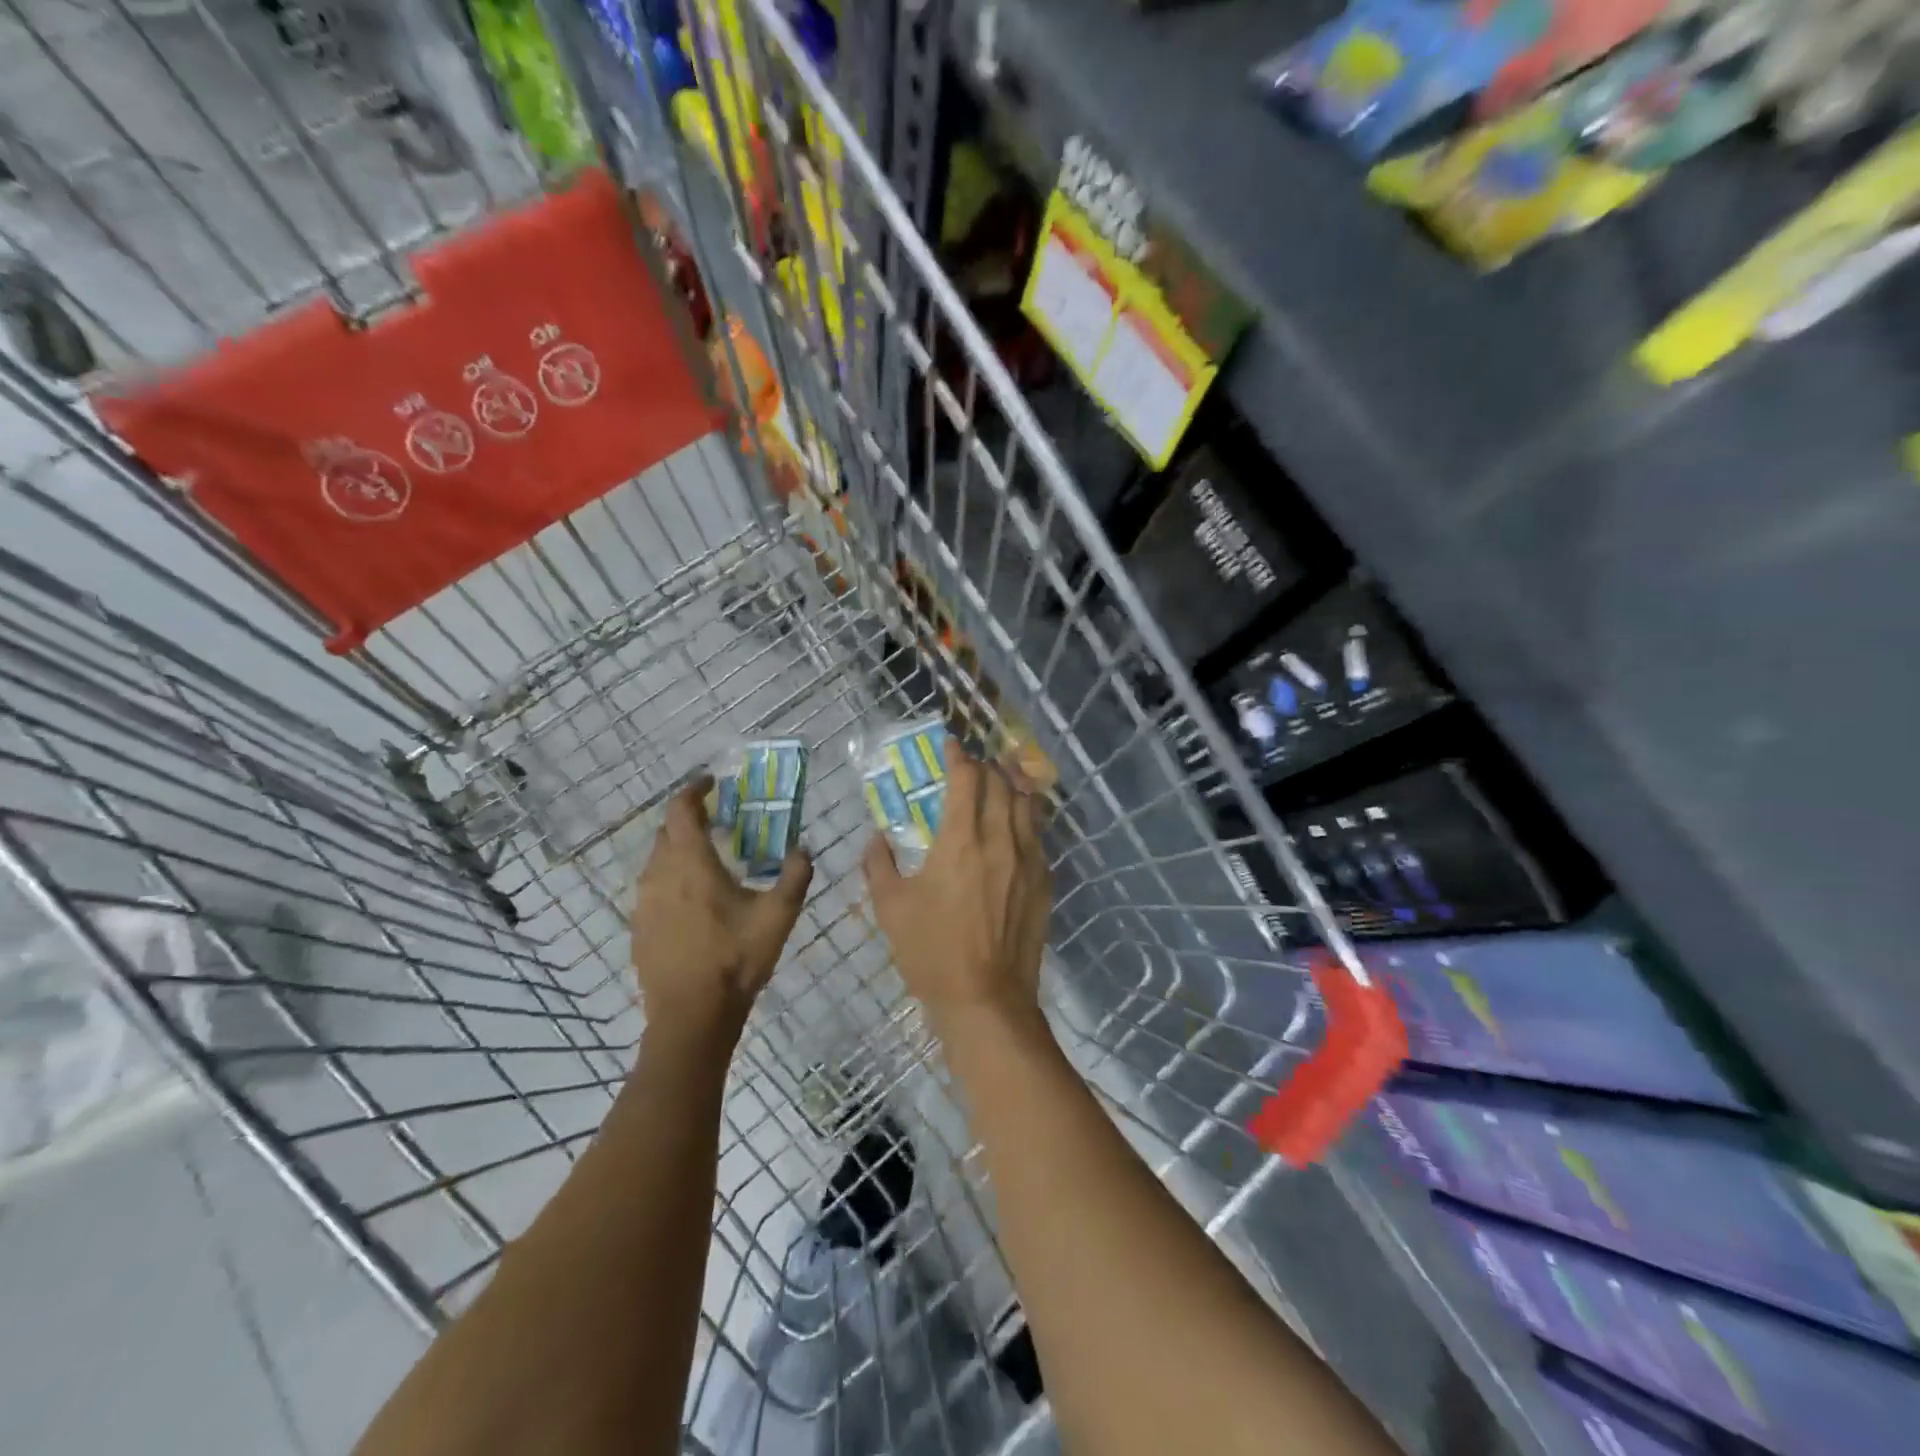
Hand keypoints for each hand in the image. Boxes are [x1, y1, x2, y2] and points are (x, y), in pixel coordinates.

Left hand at [631, 777, 811, 1046]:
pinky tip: (694, 901)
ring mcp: (643, 903)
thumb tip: (803, 849)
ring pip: (657, 861)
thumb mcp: (778, 916)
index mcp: (691, 864)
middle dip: (689, 820)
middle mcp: (659, 875)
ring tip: (709, 861)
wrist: (691, 1017)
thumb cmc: (735, 959)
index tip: (711, 783)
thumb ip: (795, 876)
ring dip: (679, 851)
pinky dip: (672, 880)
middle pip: (666, 833)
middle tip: (719, 822)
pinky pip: (653, 889)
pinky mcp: (639, 928)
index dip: (693, 791)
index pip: (680, 810)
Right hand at [864, 749, 1049, 1037]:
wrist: (986, 999)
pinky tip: (1015, 825)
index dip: (958, 756)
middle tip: (970, 767)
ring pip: (1027, 805)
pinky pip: (1038, 835)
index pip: (966, 779)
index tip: (950, 746)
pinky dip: (1026, 818)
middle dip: (985, 767)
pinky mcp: (1044, 881)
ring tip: (998, 783)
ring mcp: (1028, 860)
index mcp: (961, 840)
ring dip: (1011, 786)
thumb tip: (875, 839)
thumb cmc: (932, 952)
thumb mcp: (891, 908)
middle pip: (1001, 784)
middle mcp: (1000, 840)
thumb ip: (878, 865)